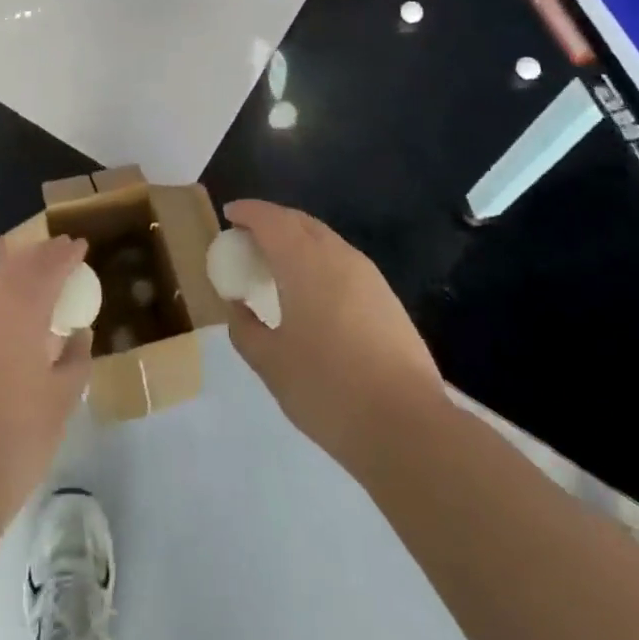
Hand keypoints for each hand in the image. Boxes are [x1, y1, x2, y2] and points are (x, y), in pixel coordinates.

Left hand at [0, 236, 93, 518]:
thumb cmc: (12, 437)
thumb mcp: (61, 401)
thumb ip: (75, 360)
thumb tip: (77, 335)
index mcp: (20, 303)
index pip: (50, 263)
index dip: (67, 254)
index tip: (81, 247)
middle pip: (18, 266)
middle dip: (41, 259)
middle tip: (61, 258)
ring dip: (16, 280)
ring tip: (36, 291)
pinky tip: (4, 327)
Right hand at [223, 200, 447, 473]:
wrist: (409, 427)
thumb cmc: (329, 389)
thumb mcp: (271, 364)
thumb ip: (245, 329)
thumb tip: (237, 306)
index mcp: (304, 261)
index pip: (270, 219)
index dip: (246, 212)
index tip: (229, 216)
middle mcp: (337, 255)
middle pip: (298, 221)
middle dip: (271, 222)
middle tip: (248, 240)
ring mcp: (367, 275)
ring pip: (324, 240)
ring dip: (297, 241)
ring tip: (278, 266)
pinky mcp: (386, 298)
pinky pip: (343, 262)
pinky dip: (319, 262)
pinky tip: (313, 294)